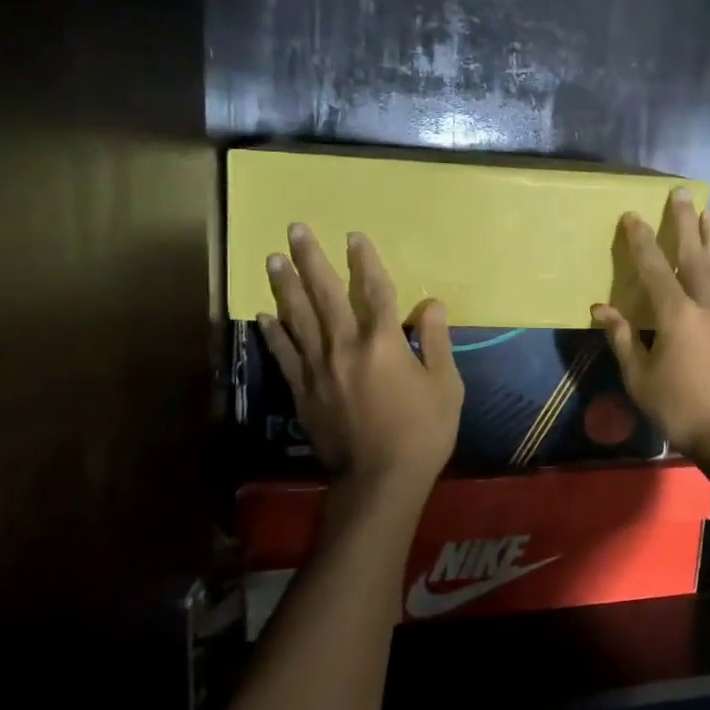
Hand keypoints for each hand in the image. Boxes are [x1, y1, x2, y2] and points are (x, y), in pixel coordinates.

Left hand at [258, 224, 463, 487]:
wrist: (380, 480)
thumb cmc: (422, 432)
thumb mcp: (446, 385)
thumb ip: (436, 340)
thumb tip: (431, 303)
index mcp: (384, 342)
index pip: (374, 289)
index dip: (365, 260)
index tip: (354, 236)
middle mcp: (345, 346)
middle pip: (324, 294)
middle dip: (310, 259)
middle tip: (295, 230)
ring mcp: (319, 369)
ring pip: (297, 318)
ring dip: (284, 286)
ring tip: (272, 259)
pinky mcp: (303, 392)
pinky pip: (285, 355)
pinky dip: (273, 333)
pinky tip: (263, 315)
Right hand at [591, 189, 709, 461]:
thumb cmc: (680, 407)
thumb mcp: (640, 377)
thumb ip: (622, 338)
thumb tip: (601, 309)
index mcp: (677, 315)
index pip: (656, 268)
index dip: (641, 241)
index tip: (632, 215)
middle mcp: (706, 306)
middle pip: (695, 255)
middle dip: (686, 223)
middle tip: (683, 192)